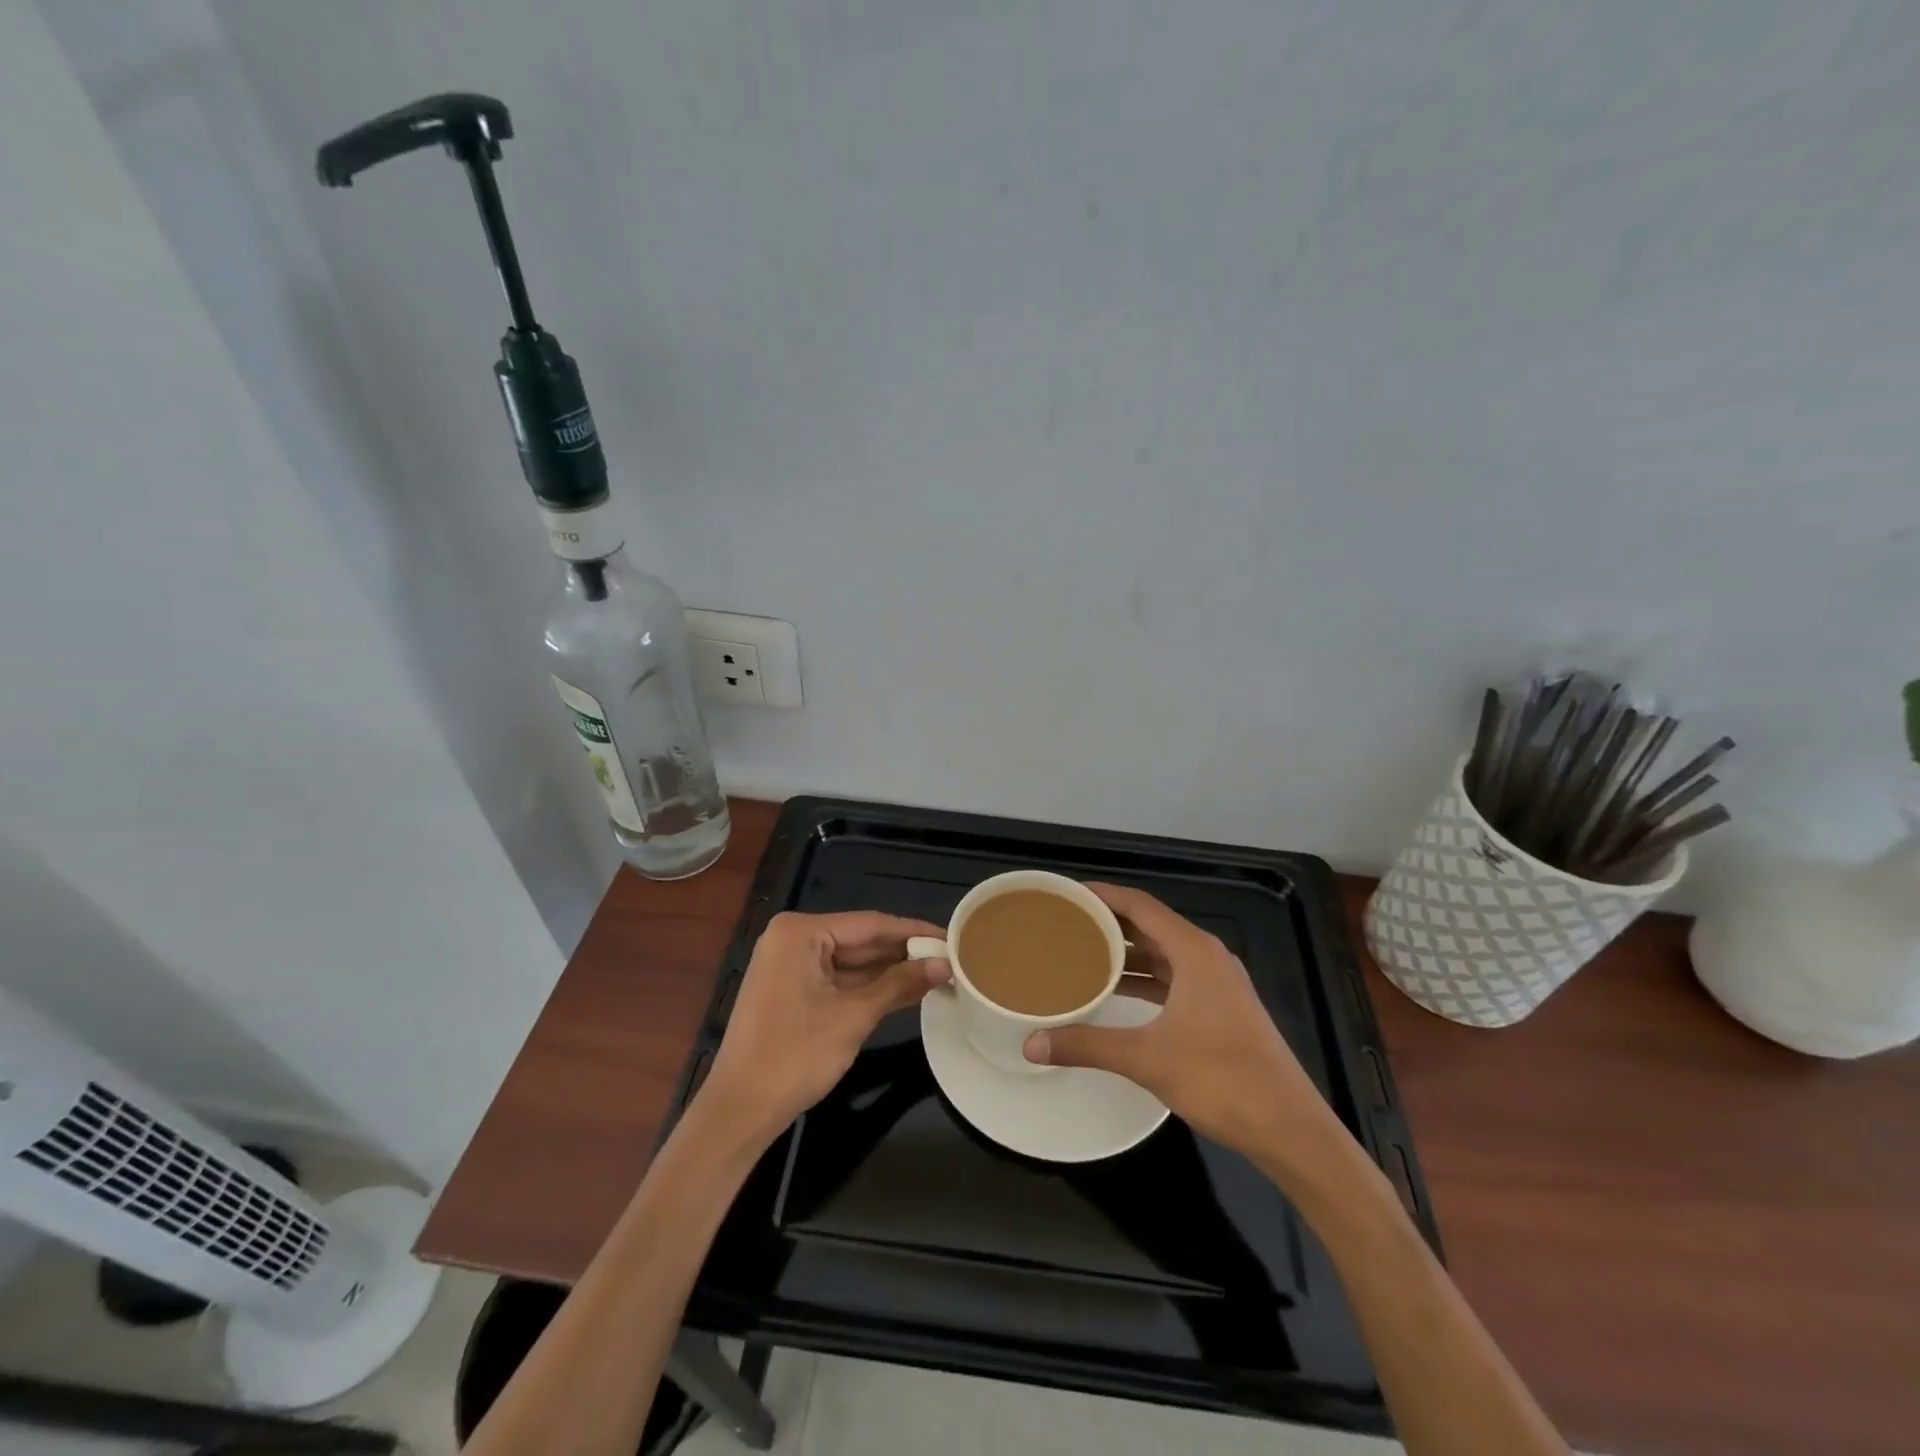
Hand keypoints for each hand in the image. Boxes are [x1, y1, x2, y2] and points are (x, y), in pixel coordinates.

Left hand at [700, 910, 949, 1141]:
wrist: (739, 1111)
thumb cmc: (794, 1056)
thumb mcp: (853, 1016)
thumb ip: (899, 984)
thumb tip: (945, 965)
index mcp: (800, 932)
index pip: (870, 924)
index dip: (914, 932)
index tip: (952, 937)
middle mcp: (793, 940)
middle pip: (861, 940)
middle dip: (904, 953)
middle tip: (951, 959)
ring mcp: (790, 966)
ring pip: (852, 962)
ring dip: (890, 972)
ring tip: (938, 974)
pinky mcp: (792, 991)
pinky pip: (839, 980)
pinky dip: (870, 988)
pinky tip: (906, 991)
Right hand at [1023, 883, 1339, 1161]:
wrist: (1289, 1128)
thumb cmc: (1222, 1079)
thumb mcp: (1147, 1059)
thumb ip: (1088, 1046)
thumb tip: (1032, 1044)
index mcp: (1194, 951)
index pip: (1140, 905)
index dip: (1103, 894)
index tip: (1067, 893)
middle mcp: (1207, 957)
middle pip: (1151, 924)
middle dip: (1110, 921)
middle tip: (1066, 921)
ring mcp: (1217, 983)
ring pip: (1163, 952)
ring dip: (1127, 950)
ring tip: (1082, 950)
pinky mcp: (1220, 1007)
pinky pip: (1173, 976)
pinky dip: (1144, 977)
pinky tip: (1116, 989)